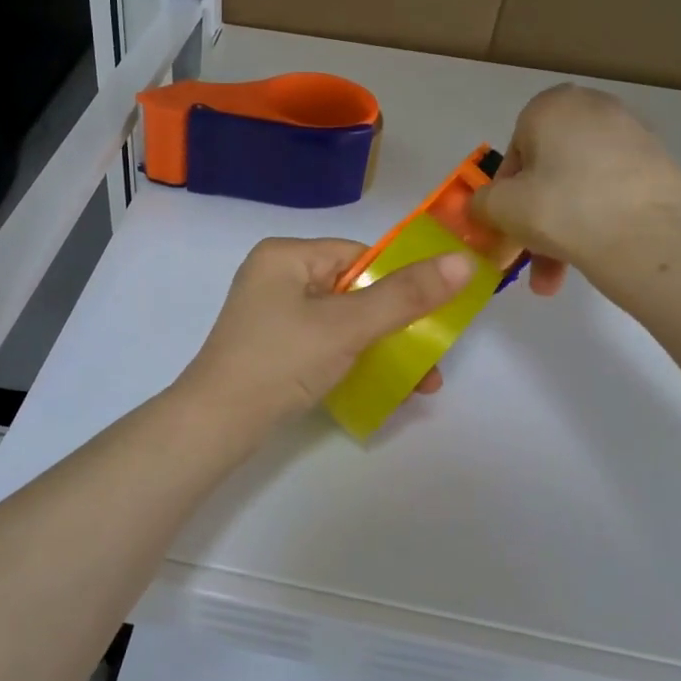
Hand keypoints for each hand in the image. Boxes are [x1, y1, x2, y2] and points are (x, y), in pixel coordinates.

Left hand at [176, 238, 473, 428]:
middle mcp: (276, 278)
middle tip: (433, 357)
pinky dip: (356, 362)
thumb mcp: (347, 326)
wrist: (216, 424)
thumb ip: (405, 295)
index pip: (358, 255)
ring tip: (422, 385)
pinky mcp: (273, 348)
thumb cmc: (280, 361)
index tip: (435, 314)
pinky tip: (388, 389)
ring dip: (384, 349)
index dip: (399, 282)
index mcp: (286, 257)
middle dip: (398, 326)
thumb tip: (463, 261)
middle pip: (354, 291)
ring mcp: (272, 315)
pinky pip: (325, 344)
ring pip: (343, 322)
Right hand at [471, 84, 680, 297]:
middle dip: (537, 216)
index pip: (516, 148)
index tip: (509, 221)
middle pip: (551, 169)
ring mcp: (636, 136)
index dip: (506, 190)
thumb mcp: (500, 207)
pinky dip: (600, 220)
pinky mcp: (663, 167)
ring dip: (565, 228)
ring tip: (558, 278)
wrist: (647, 239)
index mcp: (554, 105)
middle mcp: (597, 108)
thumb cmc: (560, 209)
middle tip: (530, 254)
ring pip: (582, 186)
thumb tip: (484, 205)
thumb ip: (482, 201)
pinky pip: (615, 193)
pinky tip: (595, 257)